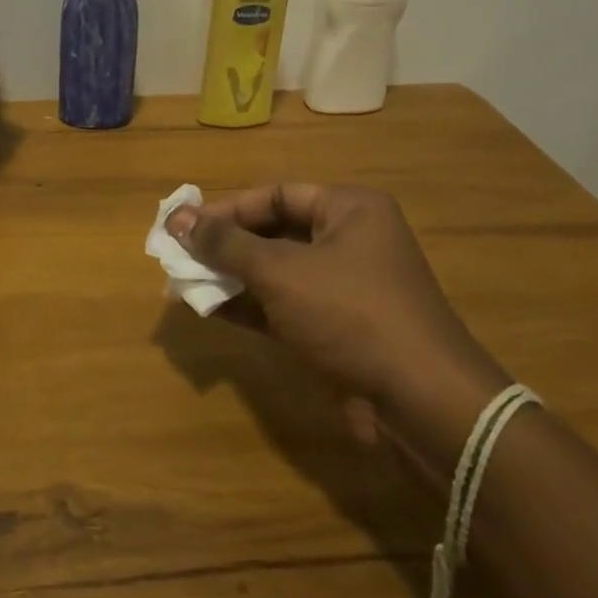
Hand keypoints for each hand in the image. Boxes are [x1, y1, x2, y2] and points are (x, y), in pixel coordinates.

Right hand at [167, 185, 512, 479]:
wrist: (420, 402)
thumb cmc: (350, 314)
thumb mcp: (281, 271)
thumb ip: (225, 243)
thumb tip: (176, 218)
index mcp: (349, 210)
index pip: (276, 195)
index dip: (227, 209)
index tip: (183, 226)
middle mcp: (349, 241)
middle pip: (274, 232)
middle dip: (225, 245)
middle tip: (179, 254)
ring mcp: (344, 288)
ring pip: (276, 271)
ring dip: (232, 277)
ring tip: (185, 281)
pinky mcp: (337, 328)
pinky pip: (283, 305)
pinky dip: (249, 306)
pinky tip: (209, 309)